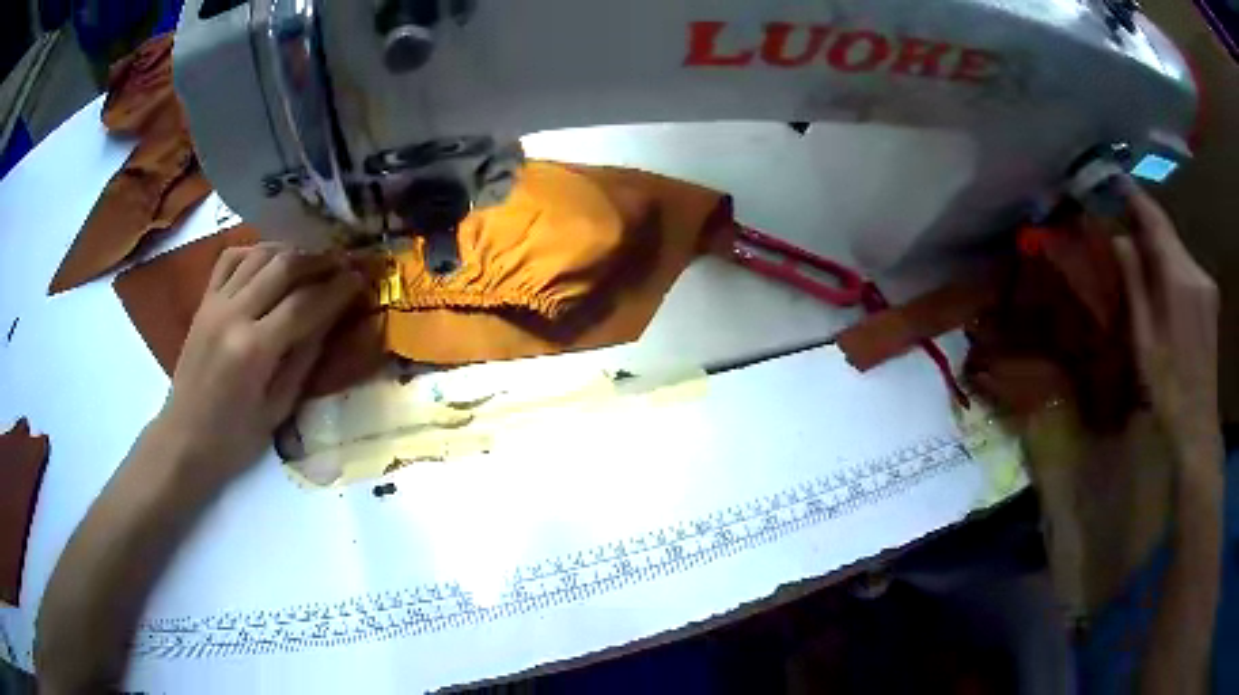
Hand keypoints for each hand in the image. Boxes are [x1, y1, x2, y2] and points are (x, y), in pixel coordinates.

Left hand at [151, 243, 362, 488]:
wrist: (185, 439)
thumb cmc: (235, 438)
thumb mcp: (278, 408)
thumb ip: (304, 359)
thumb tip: (330, 320)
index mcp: (253, 350)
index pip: (304, 304)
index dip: (337, 289)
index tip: (361, 279)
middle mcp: (233, 315)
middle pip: (284, 266)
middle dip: (319, 261)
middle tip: (343, 263)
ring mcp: (215, 303)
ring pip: (259, 254)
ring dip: (292, 251)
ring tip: (313, 260)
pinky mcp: (204, 301)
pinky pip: (231, 258)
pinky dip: (256, 252)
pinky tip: (271, 262)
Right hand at [1112, 182, 1221, 467]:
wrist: (1197, 425)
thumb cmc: (1166, 390)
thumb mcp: (1144, 340)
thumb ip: (1134, 283)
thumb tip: (1120, 238)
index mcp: (1180, 280)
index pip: (1156, 222)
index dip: (1135, 197)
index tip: (1115, 177)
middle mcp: (1197, 272)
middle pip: (1168, 233)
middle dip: (1145, 221)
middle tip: (1119, 210)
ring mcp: (1207, 285)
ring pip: (1177, 249)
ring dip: (1157, 243)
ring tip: (1136, 243)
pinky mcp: (1210, 298)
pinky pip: (1186, 266)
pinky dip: (1170, 261)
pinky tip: (1159, 273)